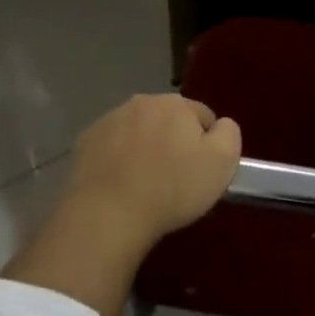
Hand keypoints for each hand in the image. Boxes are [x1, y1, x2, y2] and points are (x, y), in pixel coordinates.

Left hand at [56, 94, 241, 252]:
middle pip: (167, 121)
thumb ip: (229, 135)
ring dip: (144, 149)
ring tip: (145, 186)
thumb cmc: (172, 188)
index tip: (202, 172)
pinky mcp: (85, 142)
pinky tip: (121, 186)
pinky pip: (111, 148)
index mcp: (175, 103)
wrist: (108, 213)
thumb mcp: (222, 163)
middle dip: (173, 142)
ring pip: (137, 132)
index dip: (208, 144)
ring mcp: (108, 120)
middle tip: (175, 179)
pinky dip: (118, 160)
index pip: (203, 116)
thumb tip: (220, 126)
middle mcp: (140, 102)